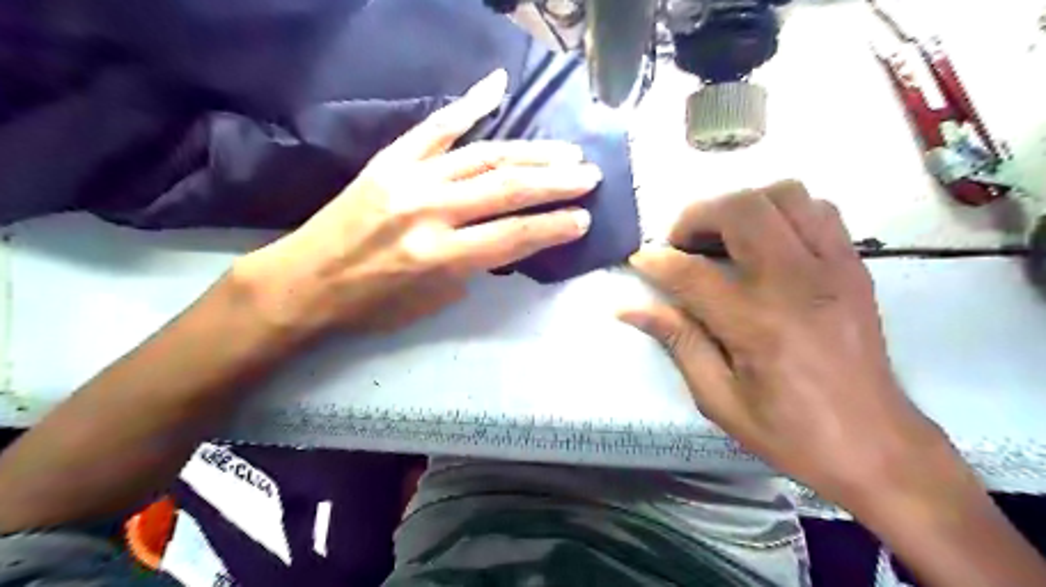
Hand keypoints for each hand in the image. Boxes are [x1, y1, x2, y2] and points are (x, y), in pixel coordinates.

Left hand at [235, 72, 595, 338]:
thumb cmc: (372, 304)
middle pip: (507, 188)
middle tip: (589, 175)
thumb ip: (473, 267)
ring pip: (484, 156)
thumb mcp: (433, 301)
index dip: (554, 227)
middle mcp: (429, 211)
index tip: (584, 219)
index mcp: (439, 256)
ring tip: (566, 151)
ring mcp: (409, 178)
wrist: (305, 280)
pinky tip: (498, 87)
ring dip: (531, 152)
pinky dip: (469, 104)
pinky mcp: (391, 159)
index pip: (513, 236)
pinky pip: (437, 127)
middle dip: (556, 182)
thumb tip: (505, 239)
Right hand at [620, 182, 953, 511]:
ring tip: (722, 238)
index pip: (692, 273)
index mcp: (757, 325)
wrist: (876, 445)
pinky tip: (765, 242)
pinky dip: (782, 212)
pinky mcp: (854, 267)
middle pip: (741, 210)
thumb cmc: (789, 431)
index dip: (657, 261)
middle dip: (697, 216)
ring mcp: (833, 269)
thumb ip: (677, 341)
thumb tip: (630, 309)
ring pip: (785, 195)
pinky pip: (818, 210)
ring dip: (742, 207)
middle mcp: (797, 283)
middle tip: (681, 244)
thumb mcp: (719, 398)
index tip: (640, 260)